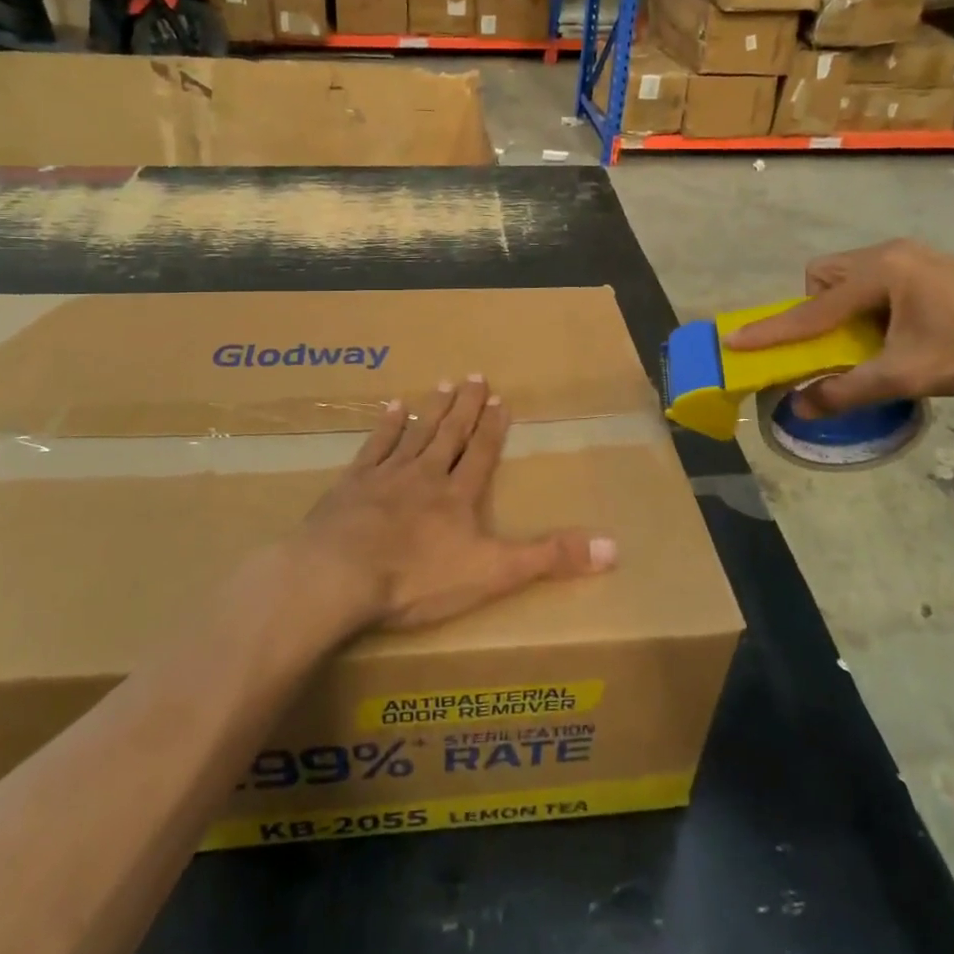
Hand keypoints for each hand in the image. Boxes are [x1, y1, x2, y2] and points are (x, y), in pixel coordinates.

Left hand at [298, 378, 616, 632]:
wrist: (340, 574)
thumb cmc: (417, 578)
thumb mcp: (493, 573)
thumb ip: (549, 559)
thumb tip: (613, 546)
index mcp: (458, 496)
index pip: (481, 454)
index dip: (493, 428)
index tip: (501, 399)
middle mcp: (426, 476)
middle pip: (450, 435)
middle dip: (465, 407)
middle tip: (475, 376)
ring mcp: (386, 476)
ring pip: (415, 434)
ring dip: (432, 410)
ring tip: (443, 383)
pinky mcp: (352, 484)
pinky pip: (374, 447)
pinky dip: (386, 426)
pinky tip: (392, 407)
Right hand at [721, 239, 953, 415]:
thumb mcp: (905, 376)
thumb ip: (847, 390)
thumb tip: (799, 407)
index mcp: (878, 274)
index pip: (811, 309)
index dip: (772, 330)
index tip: (735, 340)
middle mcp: (889, 254)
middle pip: (825, 274)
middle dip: (818, 307)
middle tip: (838, 340)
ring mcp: (914, 254)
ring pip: (852, 273)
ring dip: (846, 304)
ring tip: (872, 337)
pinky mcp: (934, 264)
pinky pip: (880, 276)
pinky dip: (873, 301)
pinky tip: (905, 328)